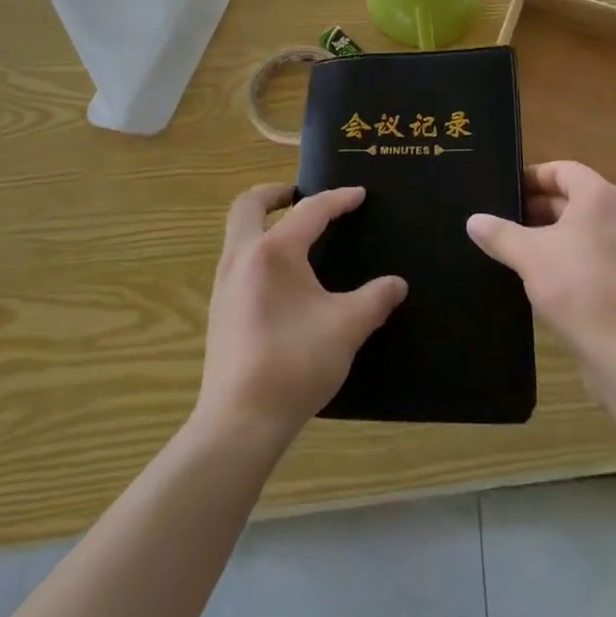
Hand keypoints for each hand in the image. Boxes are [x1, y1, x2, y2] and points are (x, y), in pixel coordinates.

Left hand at [194, 184, 406, 449]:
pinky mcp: (218, 310)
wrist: (240, 423)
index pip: (310, 210)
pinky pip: (236, 260)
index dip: (338, 199)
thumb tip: (397, 285)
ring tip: (293, 233)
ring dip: (262, 221)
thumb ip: (375, 299)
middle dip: (274, 193)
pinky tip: (279, 277)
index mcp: (274, 251)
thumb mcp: (347, 327)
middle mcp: (242, 257)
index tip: (359, 194)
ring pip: (236, 232)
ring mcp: (224, 284)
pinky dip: (255, 249)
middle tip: (299, 194)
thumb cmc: (295, 364)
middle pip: (248, 205)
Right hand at [466, 160, 615, 359]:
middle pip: (571, 198)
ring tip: (512, 248)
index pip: (562, 170)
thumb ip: (500, 234)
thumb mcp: (529, 256)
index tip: (504, 192)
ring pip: (578, 229)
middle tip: (501, 221)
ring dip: (547, 234)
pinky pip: (588, 254)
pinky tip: (537, 276)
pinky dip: (564, 256)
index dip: (532, 177)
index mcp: (598, 196)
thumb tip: (473, 220)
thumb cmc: (577, 286)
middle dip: (536, 208)